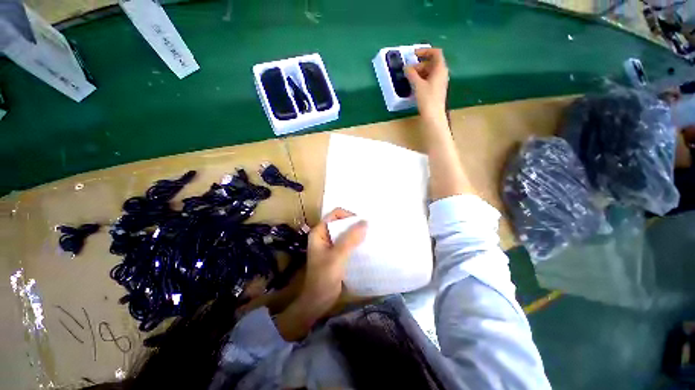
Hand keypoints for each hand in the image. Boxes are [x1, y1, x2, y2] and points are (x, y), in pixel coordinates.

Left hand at [274, 208, 366, 340]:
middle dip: (354, 224)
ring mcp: (330, 245)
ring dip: (356, 233)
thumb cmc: (324, 277)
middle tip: (369, 229)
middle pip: (341, 222)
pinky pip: (347, 242)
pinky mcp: (336, 253)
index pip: (335, 214)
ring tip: (370, 236)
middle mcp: (324, 235)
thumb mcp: (337, 256)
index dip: (348, 215)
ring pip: (345, 233)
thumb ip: (350, 239)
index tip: (362, 223)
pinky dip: (356, 242)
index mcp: (319, 232)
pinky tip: (365, 245)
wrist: (318, 301)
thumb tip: (365, 222)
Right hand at [404, 48, 448, 119]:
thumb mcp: (417, 85)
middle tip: (408, 71)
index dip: (425, 51)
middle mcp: (442, 73)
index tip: (414, 54)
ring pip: (430, 72)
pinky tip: (414, 86)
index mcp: (440, 69)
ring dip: (419, 73)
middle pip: (431, 63)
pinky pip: (430, 80)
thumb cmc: (427, 98)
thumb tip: (406, 67)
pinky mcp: (437, 90)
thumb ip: (411, 74)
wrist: (433, 115)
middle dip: (419, 65)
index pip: (435, 53)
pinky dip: (422, 79)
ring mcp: (440, 82)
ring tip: (410, 79)